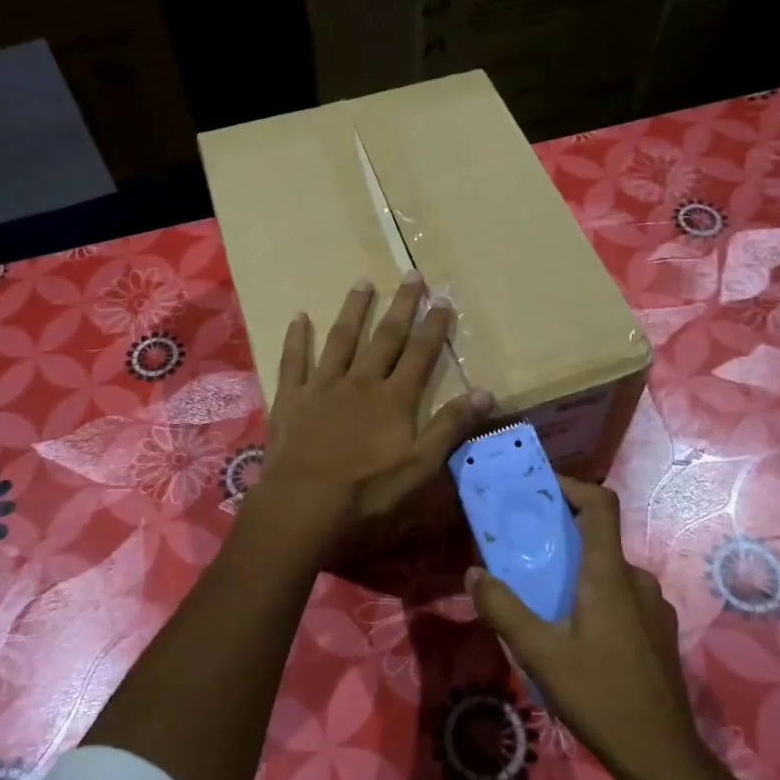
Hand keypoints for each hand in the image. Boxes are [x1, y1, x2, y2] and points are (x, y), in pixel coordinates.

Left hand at [256, 273, 492, 547]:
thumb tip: (487, 392)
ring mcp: (323, 386)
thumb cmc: (367, 491)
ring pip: (341, 339)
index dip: (434, 326)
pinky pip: (293, 360)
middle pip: (385, 337)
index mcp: (394, 398)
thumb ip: (450, 427)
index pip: (420, 353)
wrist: (304, 504)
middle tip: (411, 275)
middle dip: (401, 306)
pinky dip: (296, 338)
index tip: (444, 299)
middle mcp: (361, 381)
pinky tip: (299, 316)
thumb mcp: (420, 467)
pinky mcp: (291, 398)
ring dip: (354, 310)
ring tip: (363, 282)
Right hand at [468, 478, 737, 779]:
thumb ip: (503, 609)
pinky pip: (623, 597)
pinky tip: (577, 635)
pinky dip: (596, 597)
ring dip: (578, 573)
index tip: (542, 488)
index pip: (601, 505)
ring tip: (545, 600)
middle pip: (600, 539)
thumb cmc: (599, 696)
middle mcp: (637, 580)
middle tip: (526, 553)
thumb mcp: (540, 654)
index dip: (573, 486)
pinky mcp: (659, 632)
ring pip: (610, 572)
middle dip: (562, 538)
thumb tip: (473, 573)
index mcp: (610, 575)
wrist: (663, 756)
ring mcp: (654, 607)